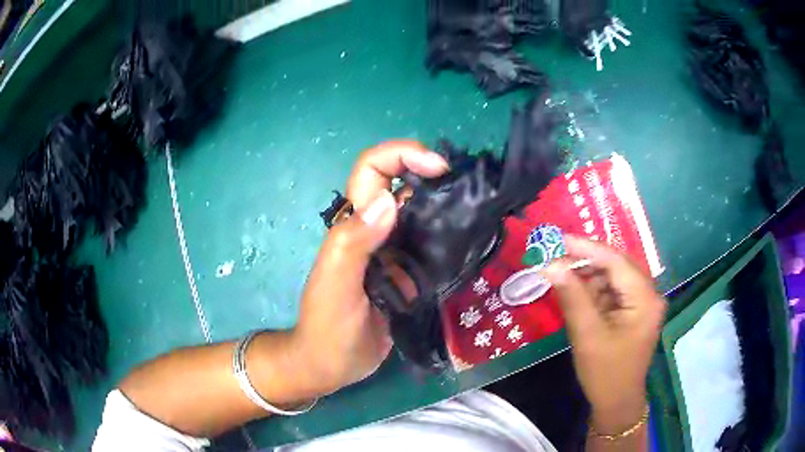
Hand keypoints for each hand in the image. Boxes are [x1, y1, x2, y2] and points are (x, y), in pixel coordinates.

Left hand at [290, 141, 448, 397]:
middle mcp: (374, 231)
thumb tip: (389, 200)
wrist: (332, 365)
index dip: (402, 155)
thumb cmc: (327, 327)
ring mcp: (392, 253)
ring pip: (420, 215)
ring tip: (478, 215)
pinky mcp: (407, 274)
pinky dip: (449, 240)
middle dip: (433, 177)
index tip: (440, 168)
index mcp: (353, 225)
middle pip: (402, 186)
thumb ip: (353, 244)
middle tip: (470, 191)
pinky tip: (469, 245)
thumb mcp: (335, 286)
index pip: (373, 171)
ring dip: (446, 208)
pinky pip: (429, 247)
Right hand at [542, 236, 665, 434]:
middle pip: (616, 265)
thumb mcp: (587, 335)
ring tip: (563, 279)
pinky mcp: (634, 311)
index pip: (615, 261)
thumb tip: (550, 265)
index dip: (586, 248)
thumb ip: (572, 297)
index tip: (557, 239)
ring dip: (588, 277)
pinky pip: (612, 291)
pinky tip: (577, 296)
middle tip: (555, 256)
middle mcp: (648, 294)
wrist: (616, 403)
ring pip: (613, 277)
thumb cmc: (605, 373)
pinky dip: (593, 291)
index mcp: (645, 298)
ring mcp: (642, 302)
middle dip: (586, 261)